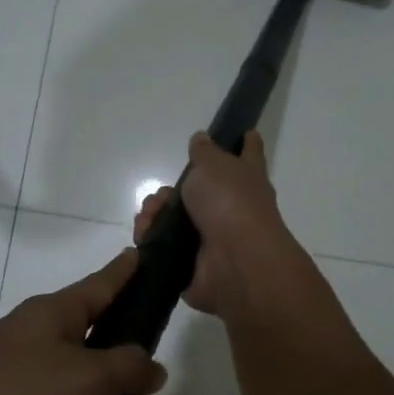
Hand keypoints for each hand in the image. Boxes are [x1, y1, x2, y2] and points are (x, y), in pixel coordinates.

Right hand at [135, 131, 310, 317]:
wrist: (234, 261)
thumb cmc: (230, 202)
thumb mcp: (213, 164)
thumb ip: (204, 152)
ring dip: (156, 213)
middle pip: (199, 190)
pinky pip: (164, 245)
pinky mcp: (192, 261)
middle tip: (162, 194)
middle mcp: (233, 207)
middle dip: (171, 190)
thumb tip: (202, 139)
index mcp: (246, 179)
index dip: (246, 143)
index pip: (249, 154)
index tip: (247, 133)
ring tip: (150, 214)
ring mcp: (213, 236)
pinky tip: (144, 233)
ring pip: (175, 218)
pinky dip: (150, 238)